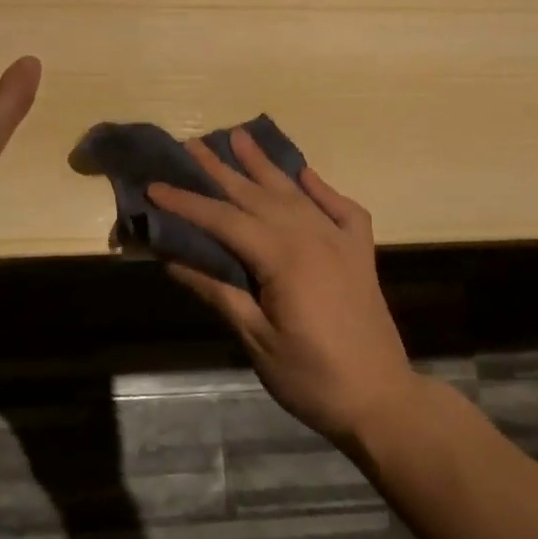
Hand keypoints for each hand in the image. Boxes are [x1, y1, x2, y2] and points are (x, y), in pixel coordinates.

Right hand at [150, 133, 419, 449]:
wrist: (383, 402)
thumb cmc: (312, 378)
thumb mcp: (257, 340)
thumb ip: (219, 293)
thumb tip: (173, 259)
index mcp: (283, 258)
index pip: (224, 220)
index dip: (187, 203)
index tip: (154, 185)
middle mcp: (311, 236)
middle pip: (257, 194)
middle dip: (221, 169)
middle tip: (193, 143)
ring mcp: (339, 241)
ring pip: (293, 193)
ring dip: (264, 165)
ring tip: (240, 136)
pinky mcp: (360, 253)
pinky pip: (342, 209)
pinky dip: (322, 189)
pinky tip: (306, 175)